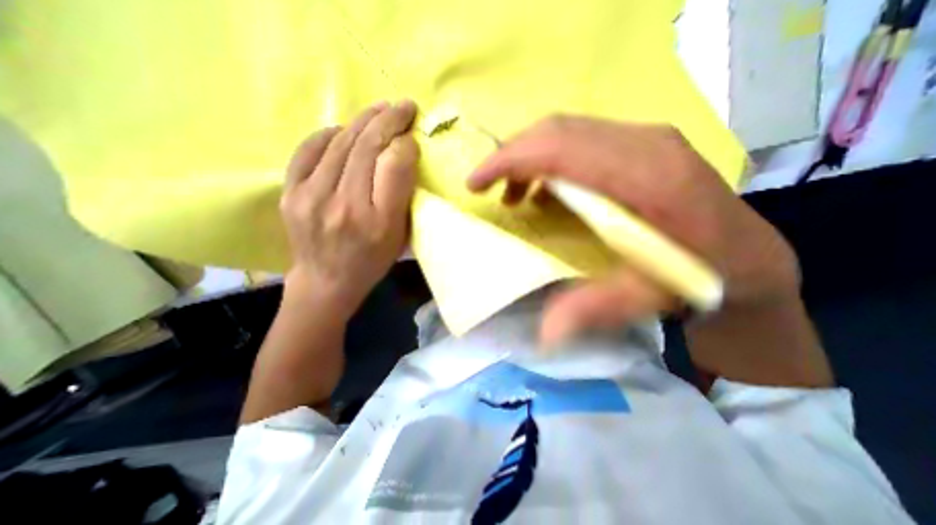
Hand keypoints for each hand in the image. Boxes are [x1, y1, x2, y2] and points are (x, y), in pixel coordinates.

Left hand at [280, 100, 419, 317]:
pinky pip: (309, 150)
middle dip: (388, 120)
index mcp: (379, 222)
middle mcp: (346, 206)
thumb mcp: (400, 236)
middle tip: (402, 106)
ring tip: (378, 110)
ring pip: (341, 143)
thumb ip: (403, 196)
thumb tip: (402, 154)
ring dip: (362, 121)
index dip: (405, 144)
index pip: (394, 167)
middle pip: (367, 148)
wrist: (326, 281)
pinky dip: (329, 134)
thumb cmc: (372, 261)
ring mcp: (312, 197)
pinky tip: (343, 130)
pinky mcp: (290, 193)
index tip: (412, 135)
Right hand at [466, 114, 796, 344]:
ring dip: (528, 158)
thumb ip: (594, 309)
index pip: (559, 149)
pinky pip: (580, 139)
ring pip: (565, 130)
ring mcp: (646, 137)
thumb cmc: (700, 278)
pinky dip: (547, 161)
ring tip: (512, 194)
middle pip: (557, 130)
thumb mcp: (647, 300)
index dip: (509, 161)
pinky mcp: (643, 144)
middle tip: (485, 187)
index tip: (475, 182)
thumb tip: (543, 335)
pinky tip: (542, 190)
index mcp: (647, 178)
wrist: (750, 257)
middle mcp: (646, 143)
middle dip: (510, 156)